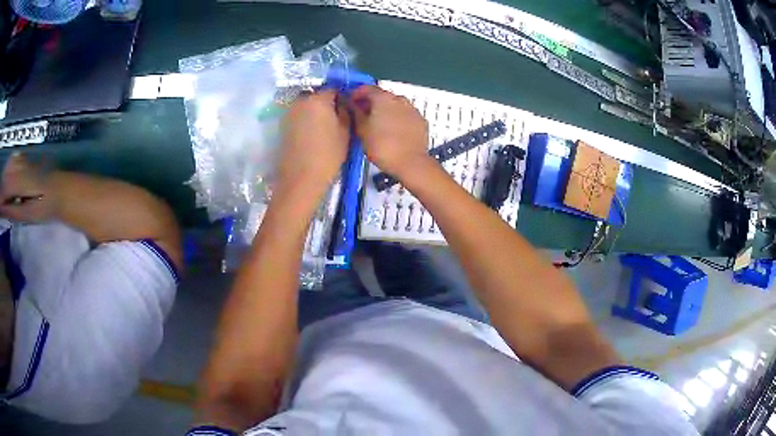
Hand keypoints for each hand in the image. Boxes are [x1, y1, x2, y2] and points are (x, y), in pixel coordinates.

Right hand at [0, 153, 56, 222]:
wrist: (62, 189)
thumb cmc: (45, 206)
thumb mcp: (27, 214)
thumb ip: (12, 209)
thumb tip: (2, 209)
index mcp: (20, 179)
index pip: (5, 186)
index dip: (1, 198)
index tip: (0, 210)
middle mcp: (21, 164)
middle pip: (6, 174)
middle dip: (3, 190)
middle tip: (3, 206)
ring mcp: (24, 158)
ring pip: (9, 166)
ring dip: (5, 181)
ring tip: (7, 199)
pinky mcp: (27, 157)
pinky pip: (14, 161)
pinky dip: (9, 173)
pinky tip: (12, 187)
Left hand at [278, 90, 349, 194]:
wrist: (301, 178)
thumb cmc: (328, 155)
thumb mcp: (345, 132)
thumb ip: (345, 111)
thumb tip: (342, 103)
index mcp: (318, 99)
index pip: (333, 89)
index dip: (341, 98)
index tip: (347, 110)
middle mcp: (301, 101)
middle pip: (317, 96)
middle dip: (326, 104)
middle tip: (336, 120)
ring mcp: (289, 113)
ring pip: (306, 106)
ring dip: (315, 113)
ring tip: (324, 129)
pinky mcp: (283, 126)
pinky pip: (298, 117)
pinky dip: (306, 121)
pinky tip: (312, 136)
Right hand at [348, 86, 430, 179]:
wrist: (411, 163)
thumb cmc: (383, 147)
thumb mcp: (362, 130)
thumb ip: (356, 113)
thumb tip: (352, 104)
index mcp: (383, 98)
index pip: (367, 88)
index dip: (356, 94)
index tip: (351, 102)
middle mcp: (400, 99)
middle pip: (382, 96)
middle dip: (372, 103)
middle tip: (362, 115)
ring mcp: (413, 110)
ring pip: (396, 105)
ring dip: (386, 111)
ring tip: (378, 125)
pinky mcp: (421, 122)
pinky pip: (406, 116)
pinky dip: (398, 119)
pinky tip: (393, 131)